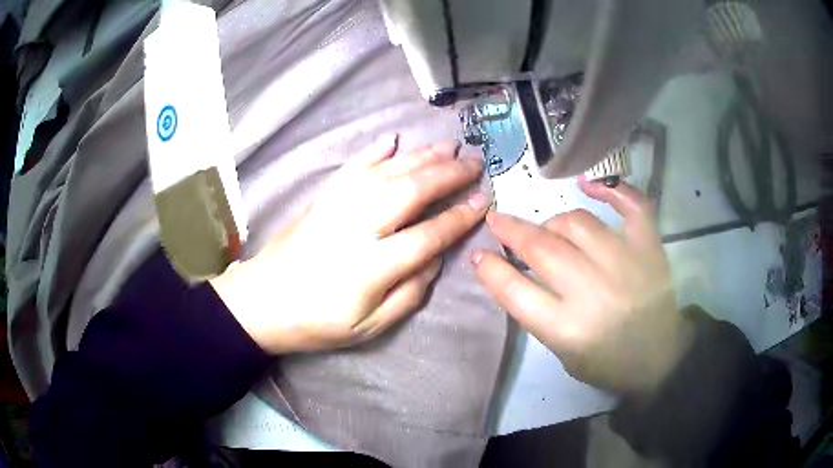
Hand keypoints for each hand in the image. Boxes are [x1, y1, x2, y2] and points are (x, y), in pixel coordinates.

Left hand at [211, 138, 489, 353]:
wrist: (263, 302)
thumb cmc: (317, 321)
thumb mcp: (369, 327)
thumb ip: (408, 294)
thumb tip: (436, 258)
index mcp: (371, 266)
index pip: (427, 235)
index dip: (458, 218)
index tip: (483, 202)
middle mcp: (357, 227)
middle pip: (411, 190)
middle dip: (448, 174)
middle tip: (474, 163)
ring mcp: (337, 207)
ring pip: (387, 171)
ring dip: (421, 156)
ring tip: (448, 147)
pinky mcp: (323, 199)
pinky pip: (353, 167)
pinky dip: (375, 152)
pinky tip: (393, 141)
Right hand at [473, 179, 691, 393]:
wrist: (660, 358)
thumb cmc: (607, 362)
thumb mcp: (562, 352)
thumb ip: (538, 313)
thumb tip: (513, 270)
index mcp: (568, 328)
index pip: (516, 291)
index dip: (492, 270)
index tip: (480, 254)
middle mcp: (593, 291)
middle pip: (542, 248)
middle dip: (510, 229)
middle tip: (497, 219)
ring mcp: (625, 262)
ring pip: (576, 223)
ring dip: (553, 222)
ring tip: (550, 229)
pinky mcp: (649, 247)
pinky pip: (631, 205)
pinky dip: (611, 189)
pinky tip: (588, 184)